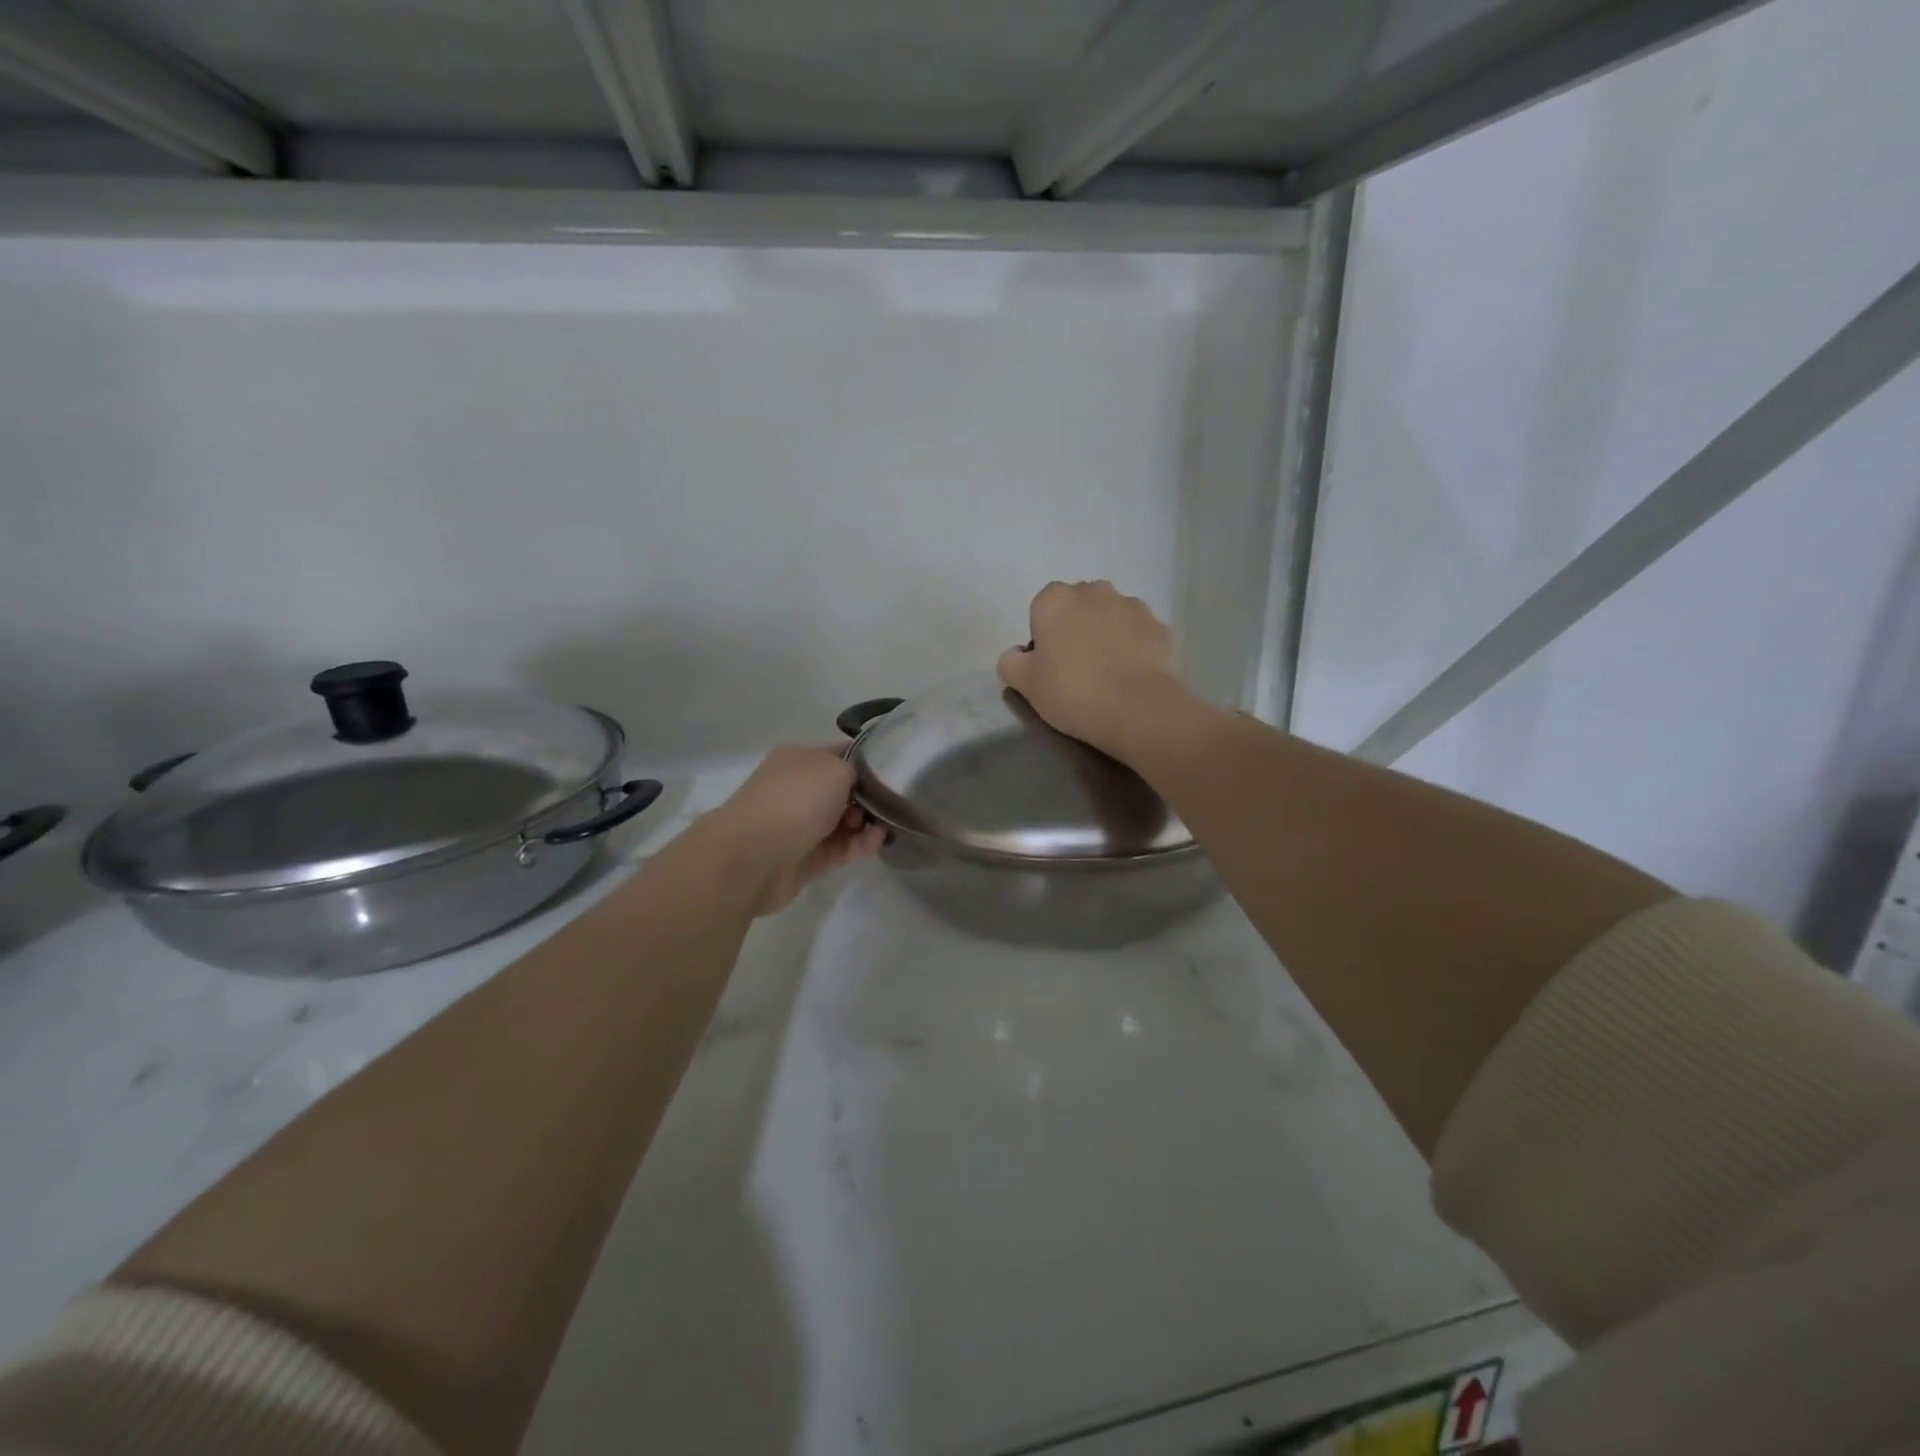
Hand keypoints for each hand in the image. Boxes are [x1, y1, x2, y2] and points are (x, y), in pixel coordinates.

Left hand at [703, 745, 886, 915]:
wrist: (754, 856)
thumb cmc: (796, 800)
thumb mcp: (835, 768)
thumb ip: (856, 771)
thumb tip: (858, 784)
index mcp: (798, 759)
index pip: (840, 753)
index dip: (867, 760)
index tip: (895, 769)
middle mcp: (797, 790)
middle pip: (843, 790)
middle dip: (868, 797)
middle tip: (887, 803)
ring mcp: (800, 826)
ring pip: (843, 822)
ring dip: (867, 823)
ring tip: (884, 827)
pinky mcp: (806, 859)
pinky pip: (840, 849)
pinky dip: (860, 845)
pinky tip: (875, 842)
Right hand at [996, 580, 1193, 762]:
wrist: (1139, 709)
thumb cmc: (1072, 692)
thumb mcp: (1025, 684)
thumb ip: (1010, 661)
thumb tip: (1017, 653)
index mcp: (1055, 600)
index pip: (1041, 608)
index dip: (1043, 635)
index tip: (1048, 665)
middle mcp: (1094, 591)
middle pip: (1078, 605)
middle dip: (1076, 627)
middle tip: (1076, 667)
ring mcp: (1132, 606)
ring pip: (1111, 615)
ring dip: (1106, 634)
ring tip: (1108, 673)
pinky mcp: (1160, 626)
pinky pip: (1139, 633)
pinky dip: (1134, 647)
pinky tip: (1132, 676)